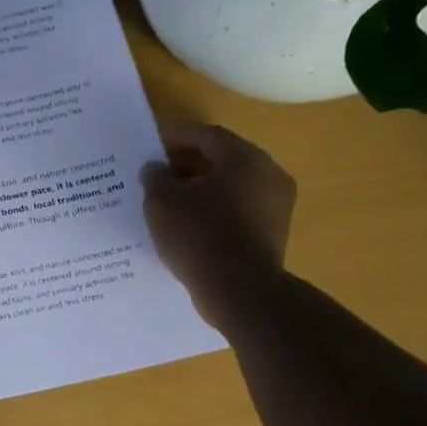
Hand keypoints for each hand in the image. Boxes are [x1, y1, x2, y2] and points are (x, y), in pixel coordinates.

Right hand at [141, 124, 296, 331]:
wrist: (239, 290)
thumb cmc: (199, 235)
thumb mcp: (162, 202)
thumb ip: (155, 178)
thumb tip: (156, 169)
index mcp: (244, 158)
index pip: (207, 135)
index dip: (176, 137)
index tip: (151, 145)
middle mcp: (268, 175)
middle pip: (223, 159)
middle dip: (188, 163)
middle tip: (158, 173)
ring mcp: (275, 206)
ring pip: (231, 187)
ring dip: (201, 189)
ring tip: (170, 201)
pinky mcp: (271, 233)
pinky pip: (237, 211)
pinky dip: (213, 211)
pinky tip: (189, 225)